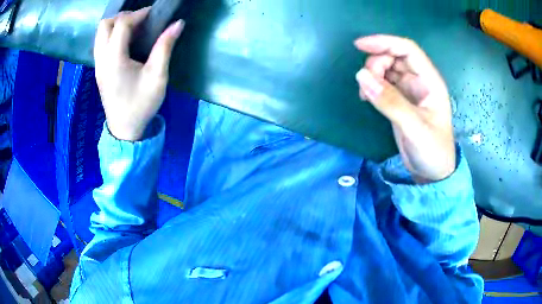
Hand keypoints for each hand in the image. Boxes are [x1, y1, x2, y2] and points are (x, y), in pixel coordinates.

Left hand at [94, 8, 183, 140]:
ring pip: (100, 33)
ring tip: (133, 28)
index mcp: (114, 60)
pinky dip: (112, 34)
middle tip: (140, 21)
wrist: (125, 130)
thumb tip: (178, 23)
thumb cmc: (141, 104)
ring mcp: (98, 65)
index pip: (122, 24)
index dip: (139, 14)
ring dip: (116, 24)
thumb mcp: (157, 76)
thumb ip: (165, 46)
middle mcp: (102, 59)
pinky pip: (101, 43)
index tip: (154, 14)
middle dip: (123, 16)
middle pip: (105, 25)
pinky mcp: (99, 70)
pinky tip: (126, 41)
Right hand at [354, 35, 455, 182]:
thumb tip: (361, 76)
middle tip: (366, 82)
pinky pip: (384, 84)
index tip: (359, 45)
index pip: (407, 49)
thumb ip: (390, 102)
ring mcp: (410, 91)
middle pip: (395, 56)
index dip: (384, 42)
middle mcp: (420, 81)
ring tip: (365, 93)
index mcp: (430, 81)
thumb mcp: (414, 127)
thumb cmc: (432, 150)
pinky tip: (367, 97)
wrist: (433, 173)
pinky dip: (373, 86)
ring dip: (373, 74)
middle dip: (377, 62)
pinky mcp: (401, 101)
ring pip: (388, 69)